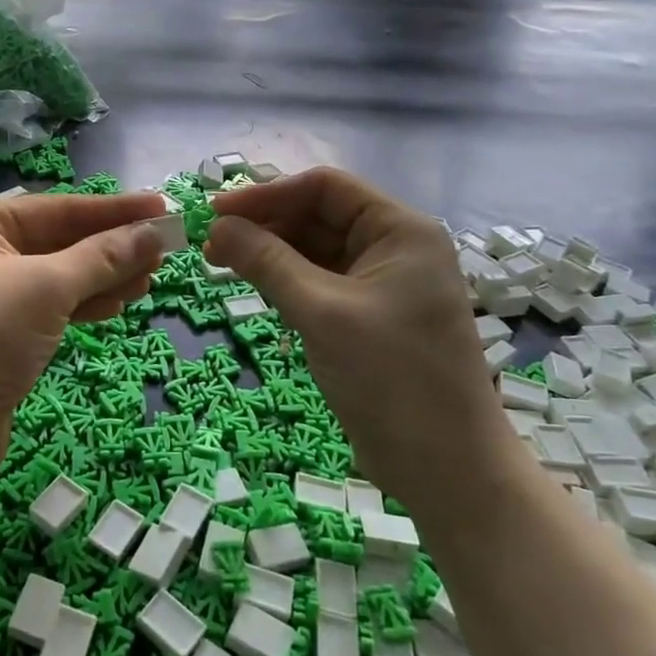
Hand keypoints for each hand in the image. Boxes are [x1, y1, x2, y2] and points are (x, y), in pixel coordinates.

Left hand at [0, 191, 166, 493]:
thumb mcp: (46, 288)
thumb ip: (103, 257)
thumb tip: (154, 231)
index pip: (57, 208)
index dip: (113, 209)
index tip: (161, 207)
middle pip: (59, 241)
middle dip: (111, 247)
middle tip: (164, 249)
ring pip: (59, 276)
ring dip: (104, 277)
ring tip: (150, 279)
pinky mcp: (0, 335)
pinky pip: (51, 307)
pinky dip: (84, 304)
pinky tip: (117, 305)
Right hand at [205, 168, 502, 498]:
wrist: (445, 468)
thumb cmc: (390, 377)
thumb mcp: (321, 312)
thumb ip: (267, 262)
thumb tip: (216, 226)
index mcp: (400, 230)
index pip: (324, 187)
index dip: (267, 194)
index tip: (216, 212)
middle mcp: (394, 247)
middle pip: (318, 216)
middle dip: (264, 225)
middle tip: (210, 243)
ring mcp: (383, 284)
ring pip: (315, 250)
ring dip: (270, 253)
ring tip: (220, 262)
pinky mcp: (369, 317)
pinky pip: (320, 282)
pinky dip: (285, 281)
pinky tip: (253, 285)